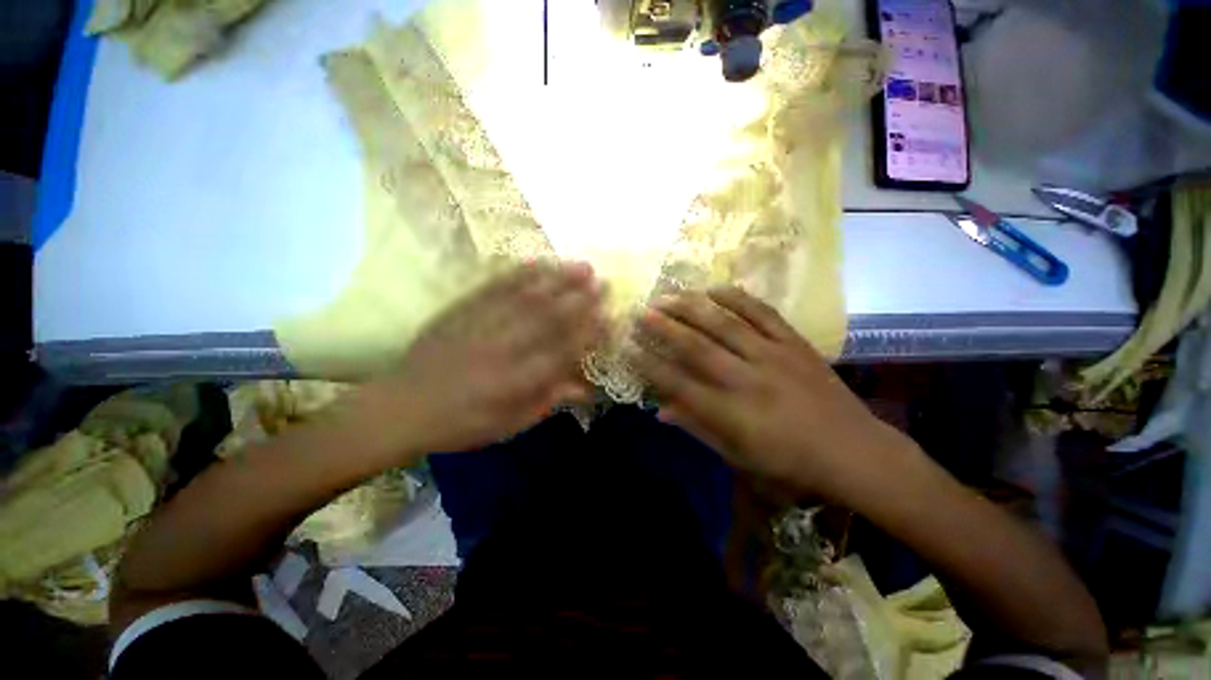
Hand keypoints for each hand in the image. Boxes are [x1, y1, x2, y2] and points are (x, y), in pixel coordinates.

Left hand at [365, 261, 602, 454]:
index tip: (610, 317)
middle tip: (605, 282)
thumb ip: (548, 402)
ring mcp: (483, 324)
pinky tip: (538, 263)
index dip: (590, 332)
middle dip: (582, 298)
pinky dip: (520, 273)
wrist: (403, 406)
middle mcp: (506, 347)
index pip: (564, 350)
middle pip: (550, 317)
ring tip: (582, 266)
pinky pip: (495, 287)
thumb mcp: (509, 424)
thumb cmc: (462, 423)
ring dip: (558, 279)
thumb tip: (584, 388)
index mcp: (518, 380)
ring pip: (527, 296)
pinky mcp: (463, 310)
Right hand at [635, 286, 906, 499]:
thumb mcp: (738, 457)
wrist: (855, 451)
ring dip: (692, 307)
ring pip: (724, 324)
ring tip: (668, 295)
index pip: (678, 383)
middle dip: (664, 328)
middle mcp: (747, 379)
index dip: (649, 365)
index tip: (628, 348)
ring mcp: (773, 356)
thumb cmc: (790, 463)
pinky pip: (762, 312)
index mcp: (732, 413)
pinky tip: (714, 289)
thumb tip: (660, 410)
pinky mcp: (795, 342)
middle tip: (641, 312)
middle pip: (696, 347)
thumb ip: (697, 429)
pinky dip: (736, 297)